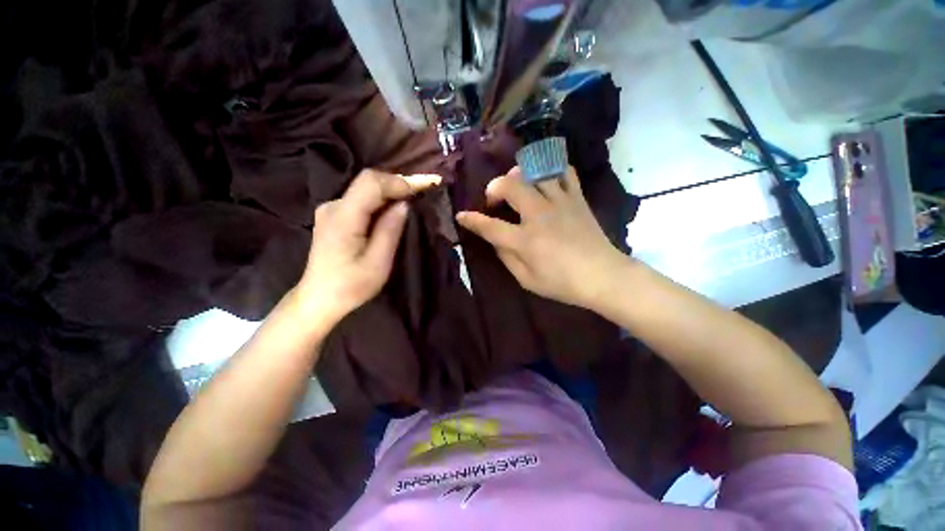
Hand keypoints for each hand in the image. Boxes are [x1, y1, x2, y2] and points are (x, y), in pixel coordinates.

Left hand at [295, 170, 439, 323]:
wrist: (319, 299)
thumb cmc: (350, 285)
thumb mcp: (378, 262)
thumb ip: (390, 229)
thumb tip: (404, 204)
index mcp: (343, 217)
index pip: (371, 183)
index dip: (399, 182)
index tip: (423, 189)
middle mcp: (333, 206)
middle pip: (368, 182)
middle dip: (397, 184)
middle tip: (423, 191)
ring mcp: (331, 209)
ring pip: (365, 189)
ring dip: (390, 192)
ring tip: (413, 199)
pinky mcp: (334, 216)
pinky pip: (361, 199)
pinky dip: (380, 200)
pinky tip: (393, 209)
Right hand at [456, 167, 627, 310]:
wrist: (603, 276)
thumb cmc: (562, 283)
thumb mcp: (526, 279)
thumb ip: (506, 257)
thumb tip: (495, 239)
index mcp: (525, 241)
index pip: (490, 226)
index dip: (472, 220)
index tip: (461, 215)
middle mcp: (539, 215)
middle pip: (510, 186)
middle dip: (494, 188)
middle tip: (495, 201)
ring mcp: (560, 202)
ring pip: (534, 172)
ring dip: (519, 176)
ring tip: (517, 187)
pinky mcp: (576, 198)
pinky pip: (563, 171)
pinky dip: (550, 170)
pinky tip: (545, 180)